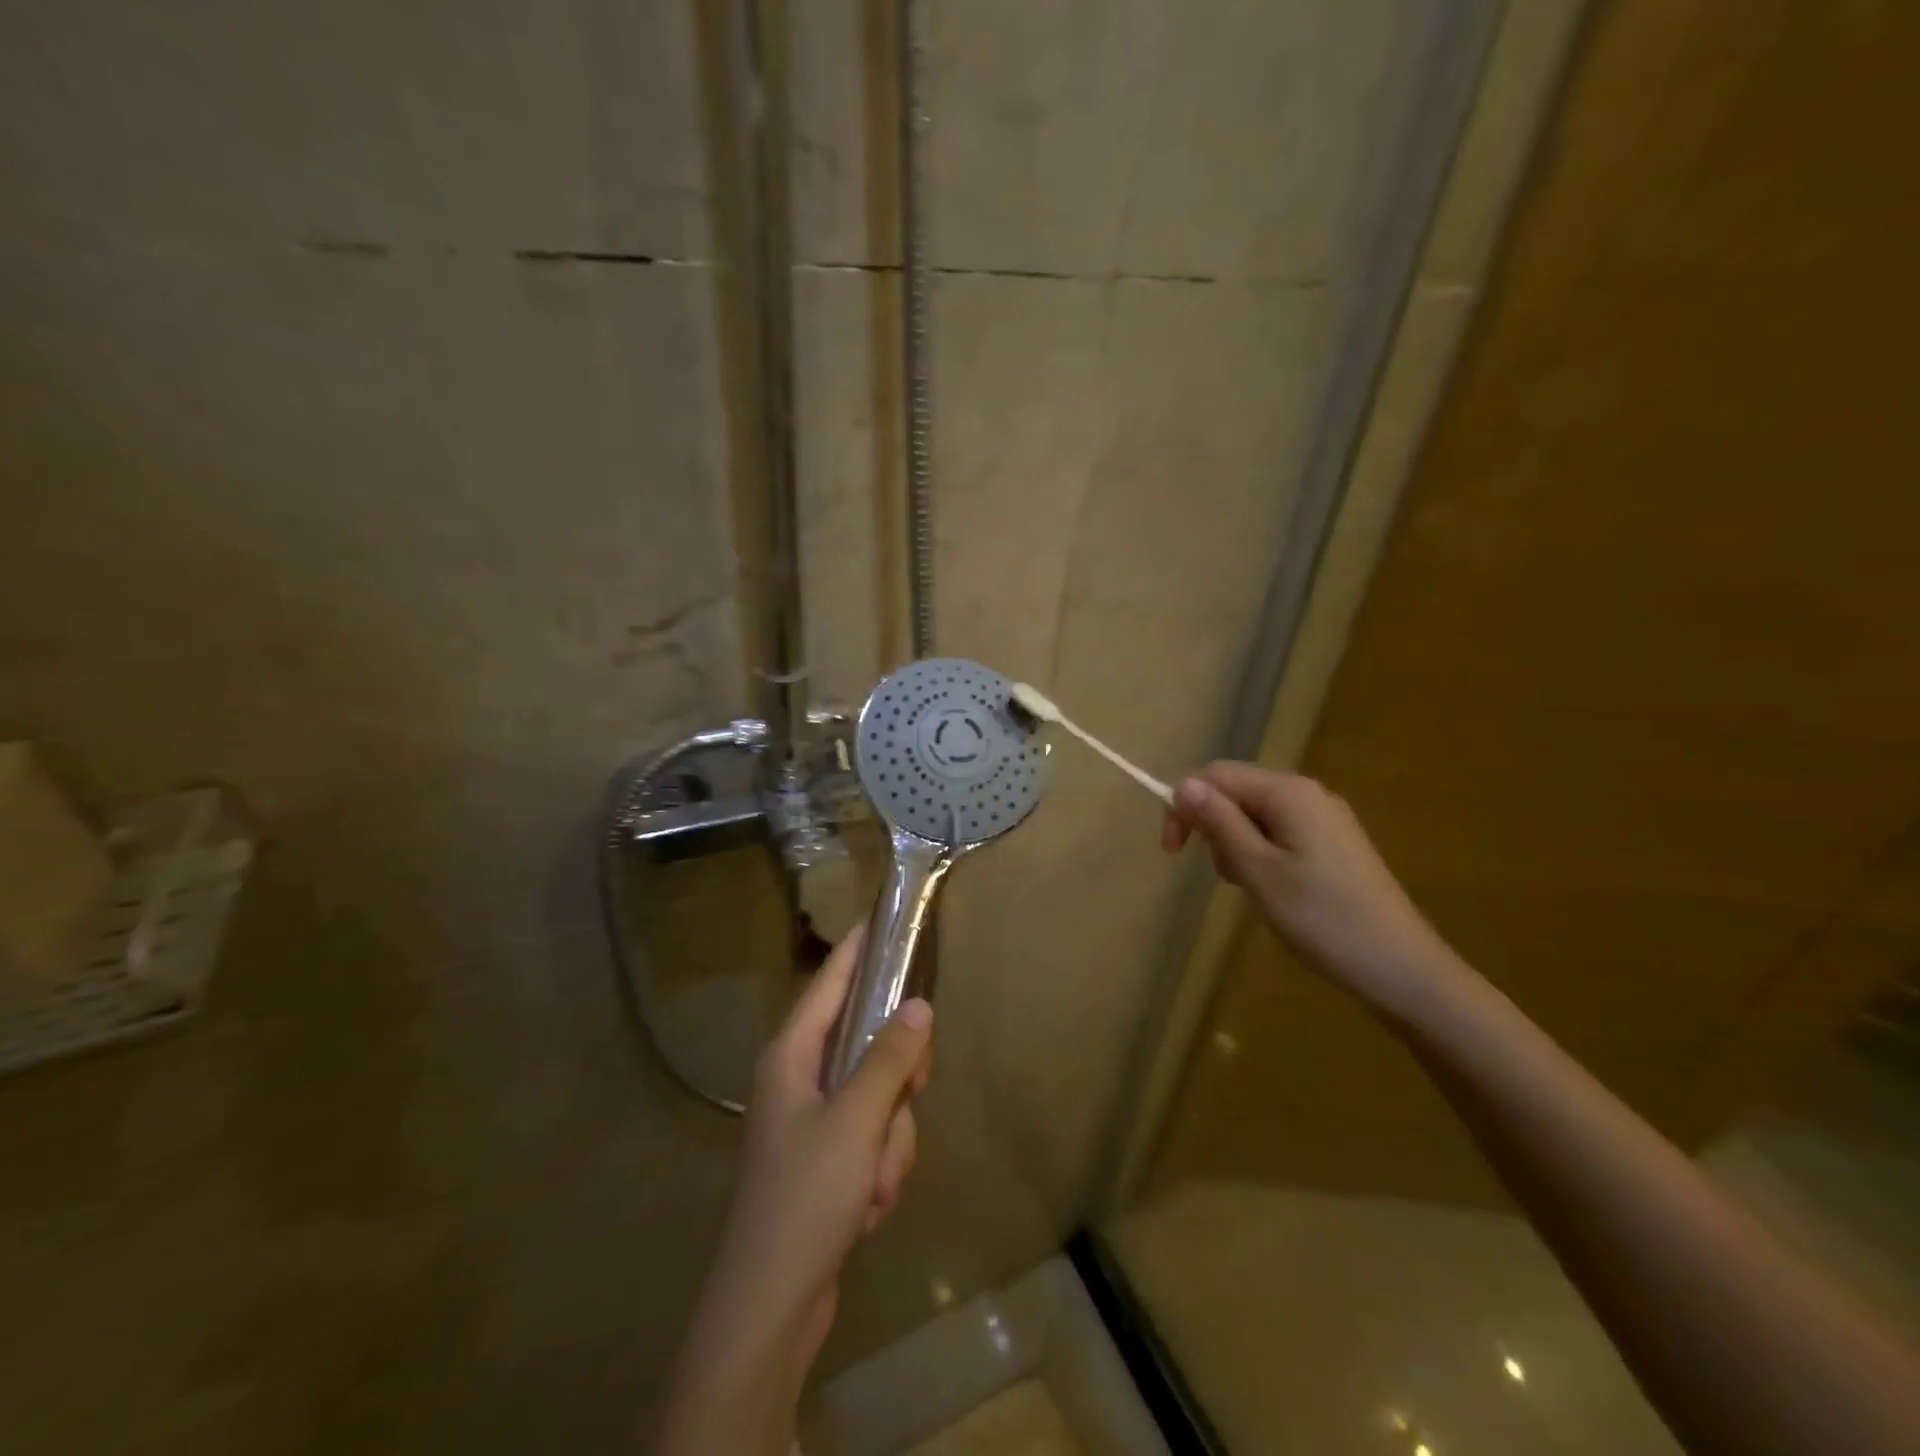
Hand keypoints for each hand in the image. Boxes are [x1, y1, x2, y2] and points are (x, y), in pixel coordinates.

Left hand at [652, 925, 931, 1455]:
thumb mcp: (856, 1121)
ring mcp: (814, 1121)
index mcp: (792, 1054)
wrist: (769, 1307)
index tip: (884, 917)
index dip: (858, 949)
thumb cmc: (805, 1197)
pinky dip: (881, 1168)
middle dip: (896, 1080)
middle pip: (868, 1042)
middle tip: (913, 1091)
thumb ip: (890, 1058)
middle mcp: (800, 1077)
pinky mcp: (828, 1160)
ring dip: (890, 1140)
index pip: (830, 981)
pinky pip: (874, 1138)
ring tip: (873, 1181)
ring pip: (880, 1097)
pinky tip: (867, 1205)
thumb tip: (918, 1005)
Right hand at [1163, 761, 1454, 1011]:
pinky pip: (1279, 831)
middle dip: (1212, 825)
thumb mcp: (1258, 871)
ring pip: (1255, 813)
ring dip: (1235, 843)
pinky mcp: (1334, 843)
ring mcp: (1324, 818)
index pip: (1216, 776)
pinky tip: (1271, 887)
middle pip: (1236, 790)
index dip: (1184, 805)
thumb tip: (1184, 784)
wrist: (1402, 968)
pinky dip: (1260, 852)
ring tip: (1247, 887)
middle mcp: (1307, 793)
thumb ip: (1220, 823)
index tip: (1172, 852)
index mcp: (1288, 793)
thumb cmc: (1322, 918)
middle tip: (1221, 876)